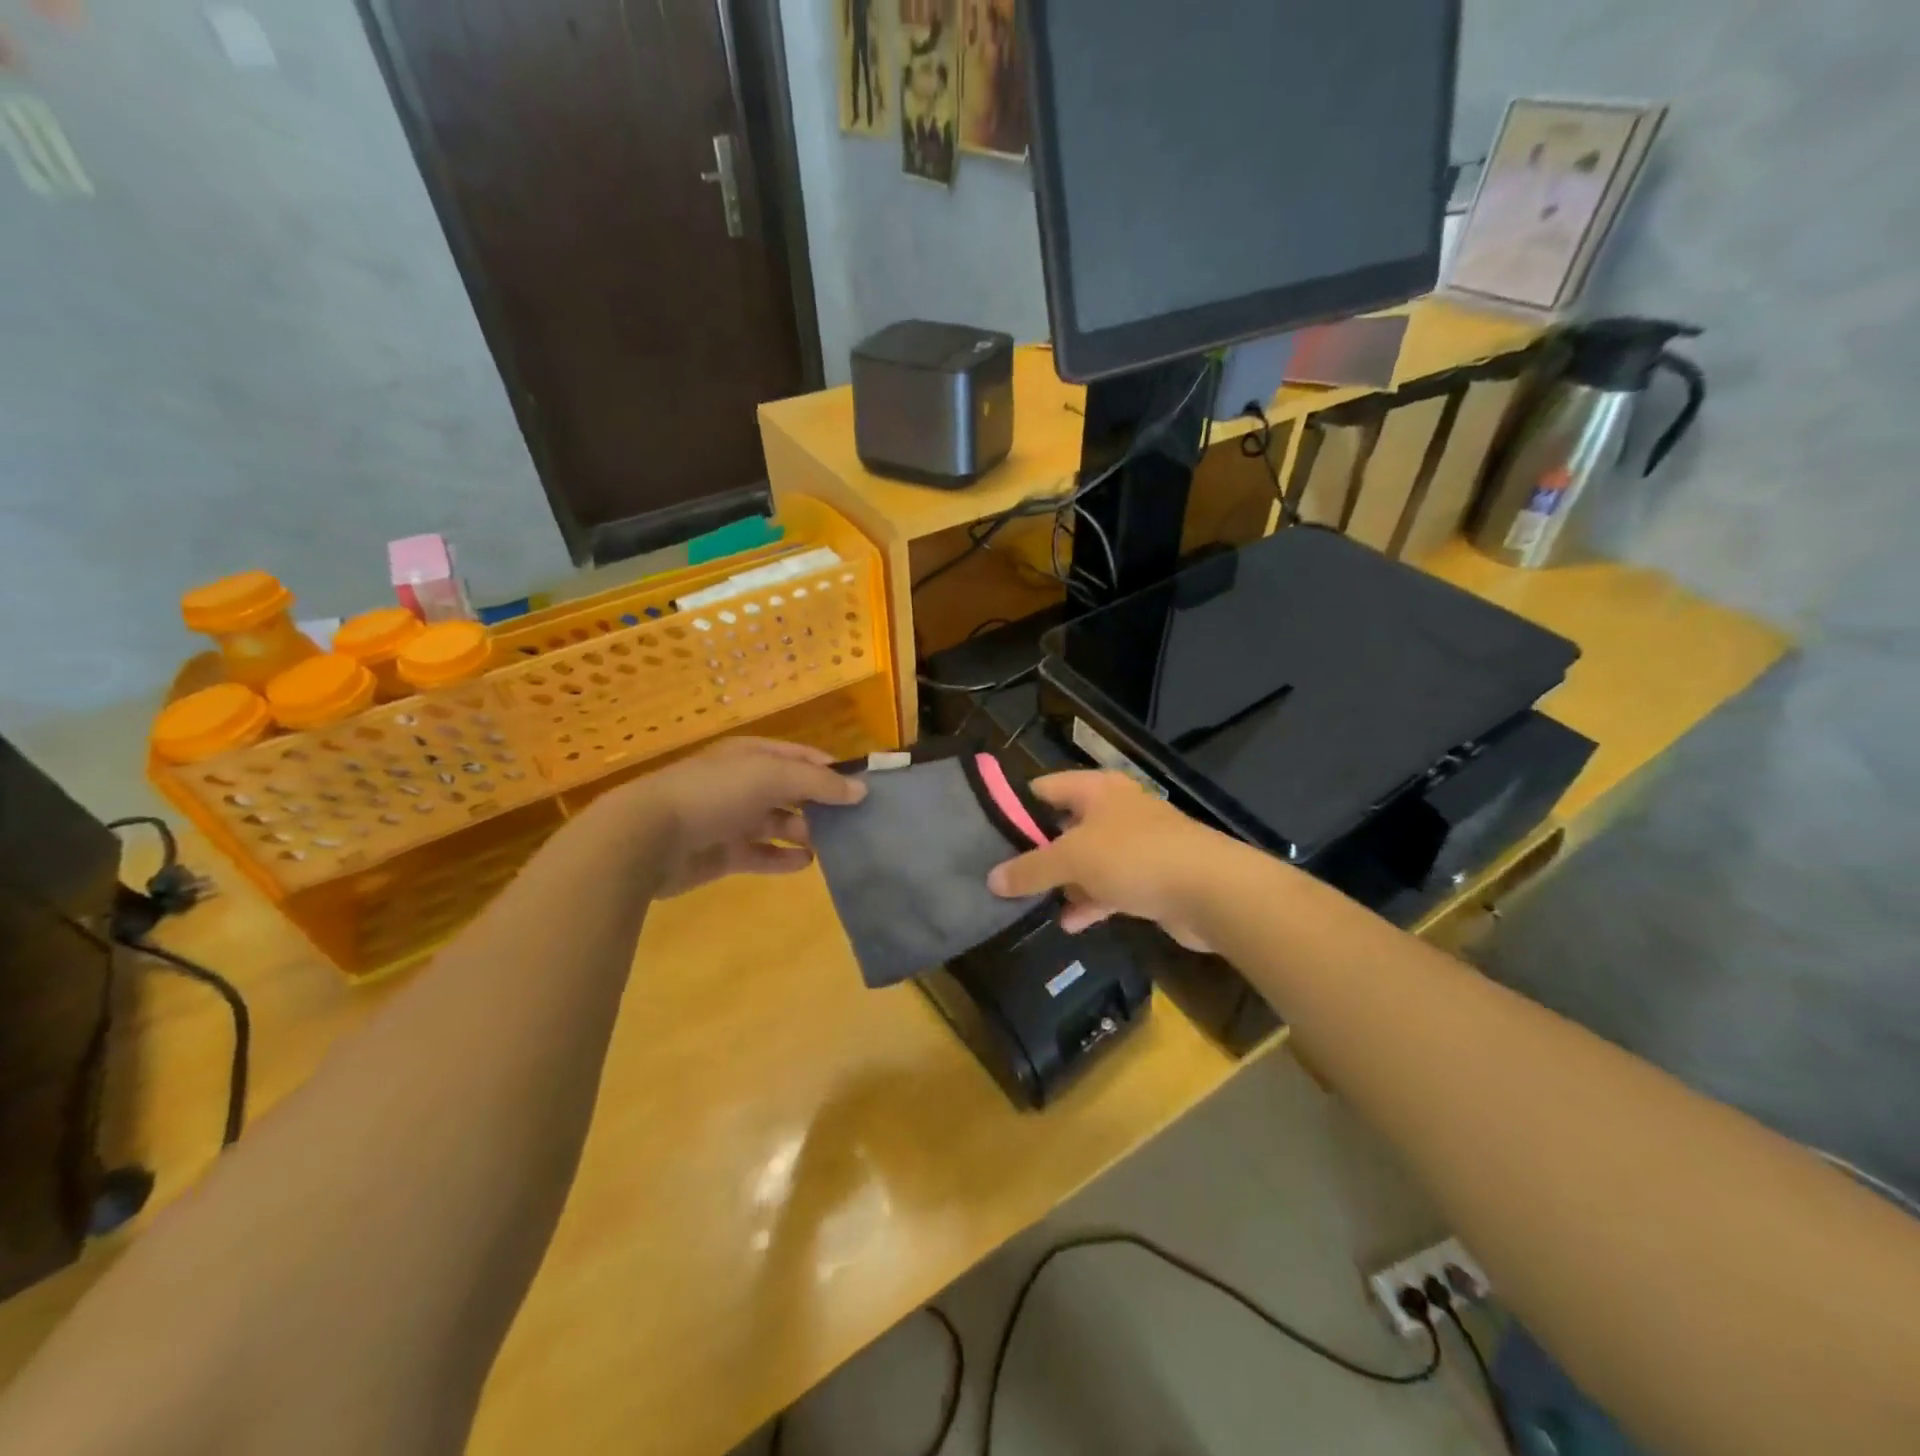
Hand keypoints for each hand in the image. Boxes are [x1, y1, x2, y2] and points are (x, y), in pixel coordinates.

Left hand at [610, 738, 865, 897]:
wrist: (648, 838)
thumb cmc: (713, 794)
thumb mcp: (771, 776)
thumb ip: (818, 783)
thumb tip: (860, 791)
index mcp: (752, 756)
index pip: (802, 757)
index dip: (832, 770)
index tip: (863, 788)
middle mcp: (744, 784)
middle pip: (793, 791)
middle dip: (822, 804)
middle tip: (857, 822)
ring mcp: (733, 819)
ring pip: (780, 823)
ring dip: (806, 832)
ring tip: (838, 845)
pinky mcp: (724, 854)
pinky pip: (763, 854)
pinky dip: (784, 859)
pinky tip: (807, 863)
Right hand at [986, 771, 1245, 948]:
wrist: (1211, 891)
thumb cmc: (1135, 857)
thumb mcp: (1073, 859)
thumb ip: (1031, 869)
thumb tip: (992, 879)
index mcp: (1097, 789)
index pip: (1045, 788)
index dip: (1016, 807)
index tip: (987, 833)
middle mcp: (1114, 811)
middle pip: (1064, 826)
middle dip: (1036, 851)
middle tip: (1003, 874)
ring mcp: (1134, 846)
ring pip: (1086, 861)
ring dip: (1063, 882)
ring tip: (1027, 903)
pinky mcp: (1148, 879)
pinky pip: (1108, 888)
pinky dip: (1089, 903)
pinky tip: (1069, 924)